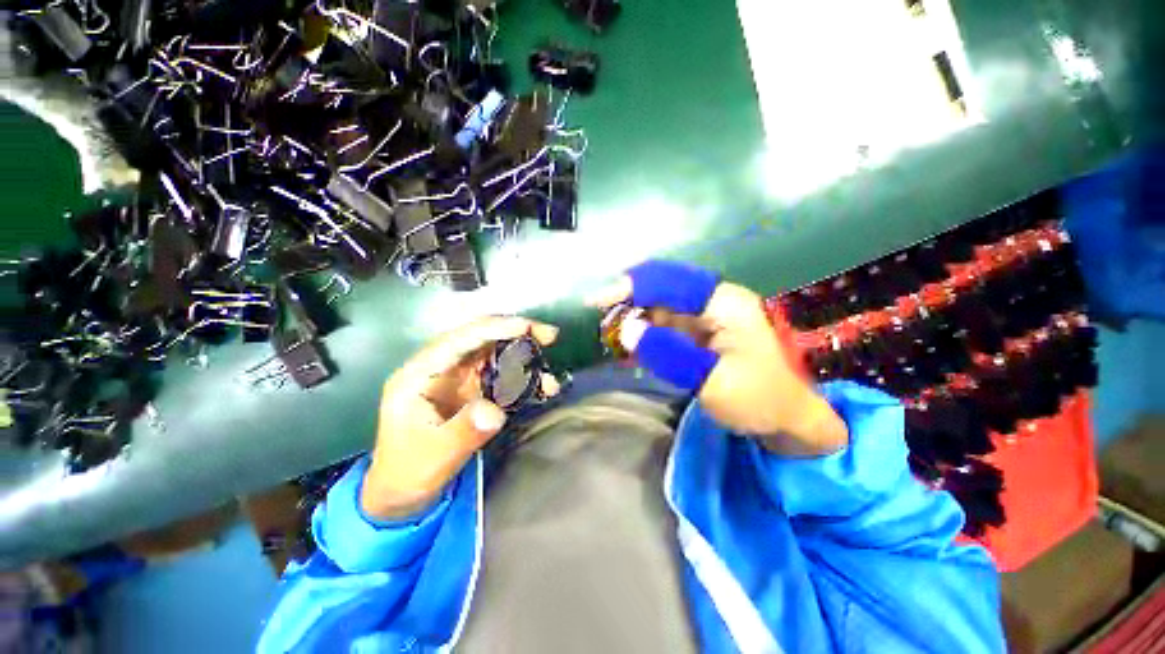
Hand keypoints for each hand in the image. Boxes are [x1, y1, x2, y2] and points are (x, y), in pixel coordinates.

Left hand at [361, 317, 559, 520]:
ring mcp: (458, 378)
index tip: (525, 327)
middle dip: (516, 333)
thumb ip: (463, 431)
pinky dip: (524, 377)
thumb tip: (495, 411)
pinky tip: (541, 387)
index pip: (459, 339)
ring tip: (549, 374)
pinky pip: (502, 375)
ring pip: (496, 354)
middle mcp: (441, 368)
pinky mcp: (473, 390)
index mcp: (420, 373)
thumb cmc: (408, 472)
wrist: (404, 492)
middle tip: (549, 337)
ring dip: (525, 357)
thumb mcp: (433, 456)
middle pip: (481, 338)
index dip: (493, 328)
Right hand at [589, 261, 846, 455]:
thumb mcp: (712, 380)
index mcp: (722, 302)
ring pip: (659, 309)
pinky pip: (665, 327)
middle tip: (601, 325)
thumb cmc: (760, 399)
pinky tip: (631, 351)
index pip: (668, 281)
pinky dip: (645, 337)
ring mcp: (706, 317)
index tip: (598, 302)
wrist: (790, 420)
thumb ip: (667, 353)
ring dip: (634, 322)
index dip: (631, 286)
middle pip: (660, 291)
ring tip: (611, 340)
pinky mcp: (700, 334)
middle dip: (628, 304)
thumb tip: (625, 330)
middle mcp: (712, 302)